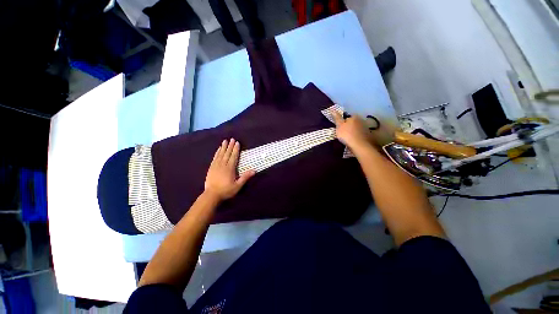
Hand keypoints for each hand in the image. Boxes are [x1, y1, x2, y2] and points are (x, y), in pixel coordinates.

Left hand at [204, 139, 254, 201]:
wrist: (211, 195)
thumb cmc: (226, 190)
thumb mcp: (237, 186)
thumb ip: (245, 177)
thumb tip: (254, 170)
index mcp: (230, 168)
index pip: (234, 156)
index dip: (236, 149)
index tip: (237, 142)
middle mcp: (223, 165)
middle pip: (227, 153)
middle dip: (230, 146)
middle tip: (232, 139)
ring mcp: (216, 166)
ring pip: (220, 154)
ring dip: (223, 147)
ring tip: (225, 141)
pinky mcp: (211, 168)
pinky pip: (215, 158)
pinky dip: (217, 152)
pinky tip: (218, 149)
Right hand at [332, 111, 373, 149]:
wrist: (360, 145)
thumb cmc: (347, 134)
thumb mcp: (339, 126)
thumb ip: (337, 118)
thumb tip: (333, 110)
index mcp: (354, 117)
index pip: (347, 117)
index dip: (342, 122)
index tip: (339, 128)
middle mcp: (361, 120)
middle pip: (353, 122)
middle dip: (348, 126)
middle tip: (343, 133)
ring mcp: (366, 128)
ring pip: (357, 128)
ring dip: (353, 132)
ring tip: (348, 138)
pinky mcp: (368, 135)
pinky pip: (360, 134)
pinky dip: (357, 136)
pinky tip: (354, 141)